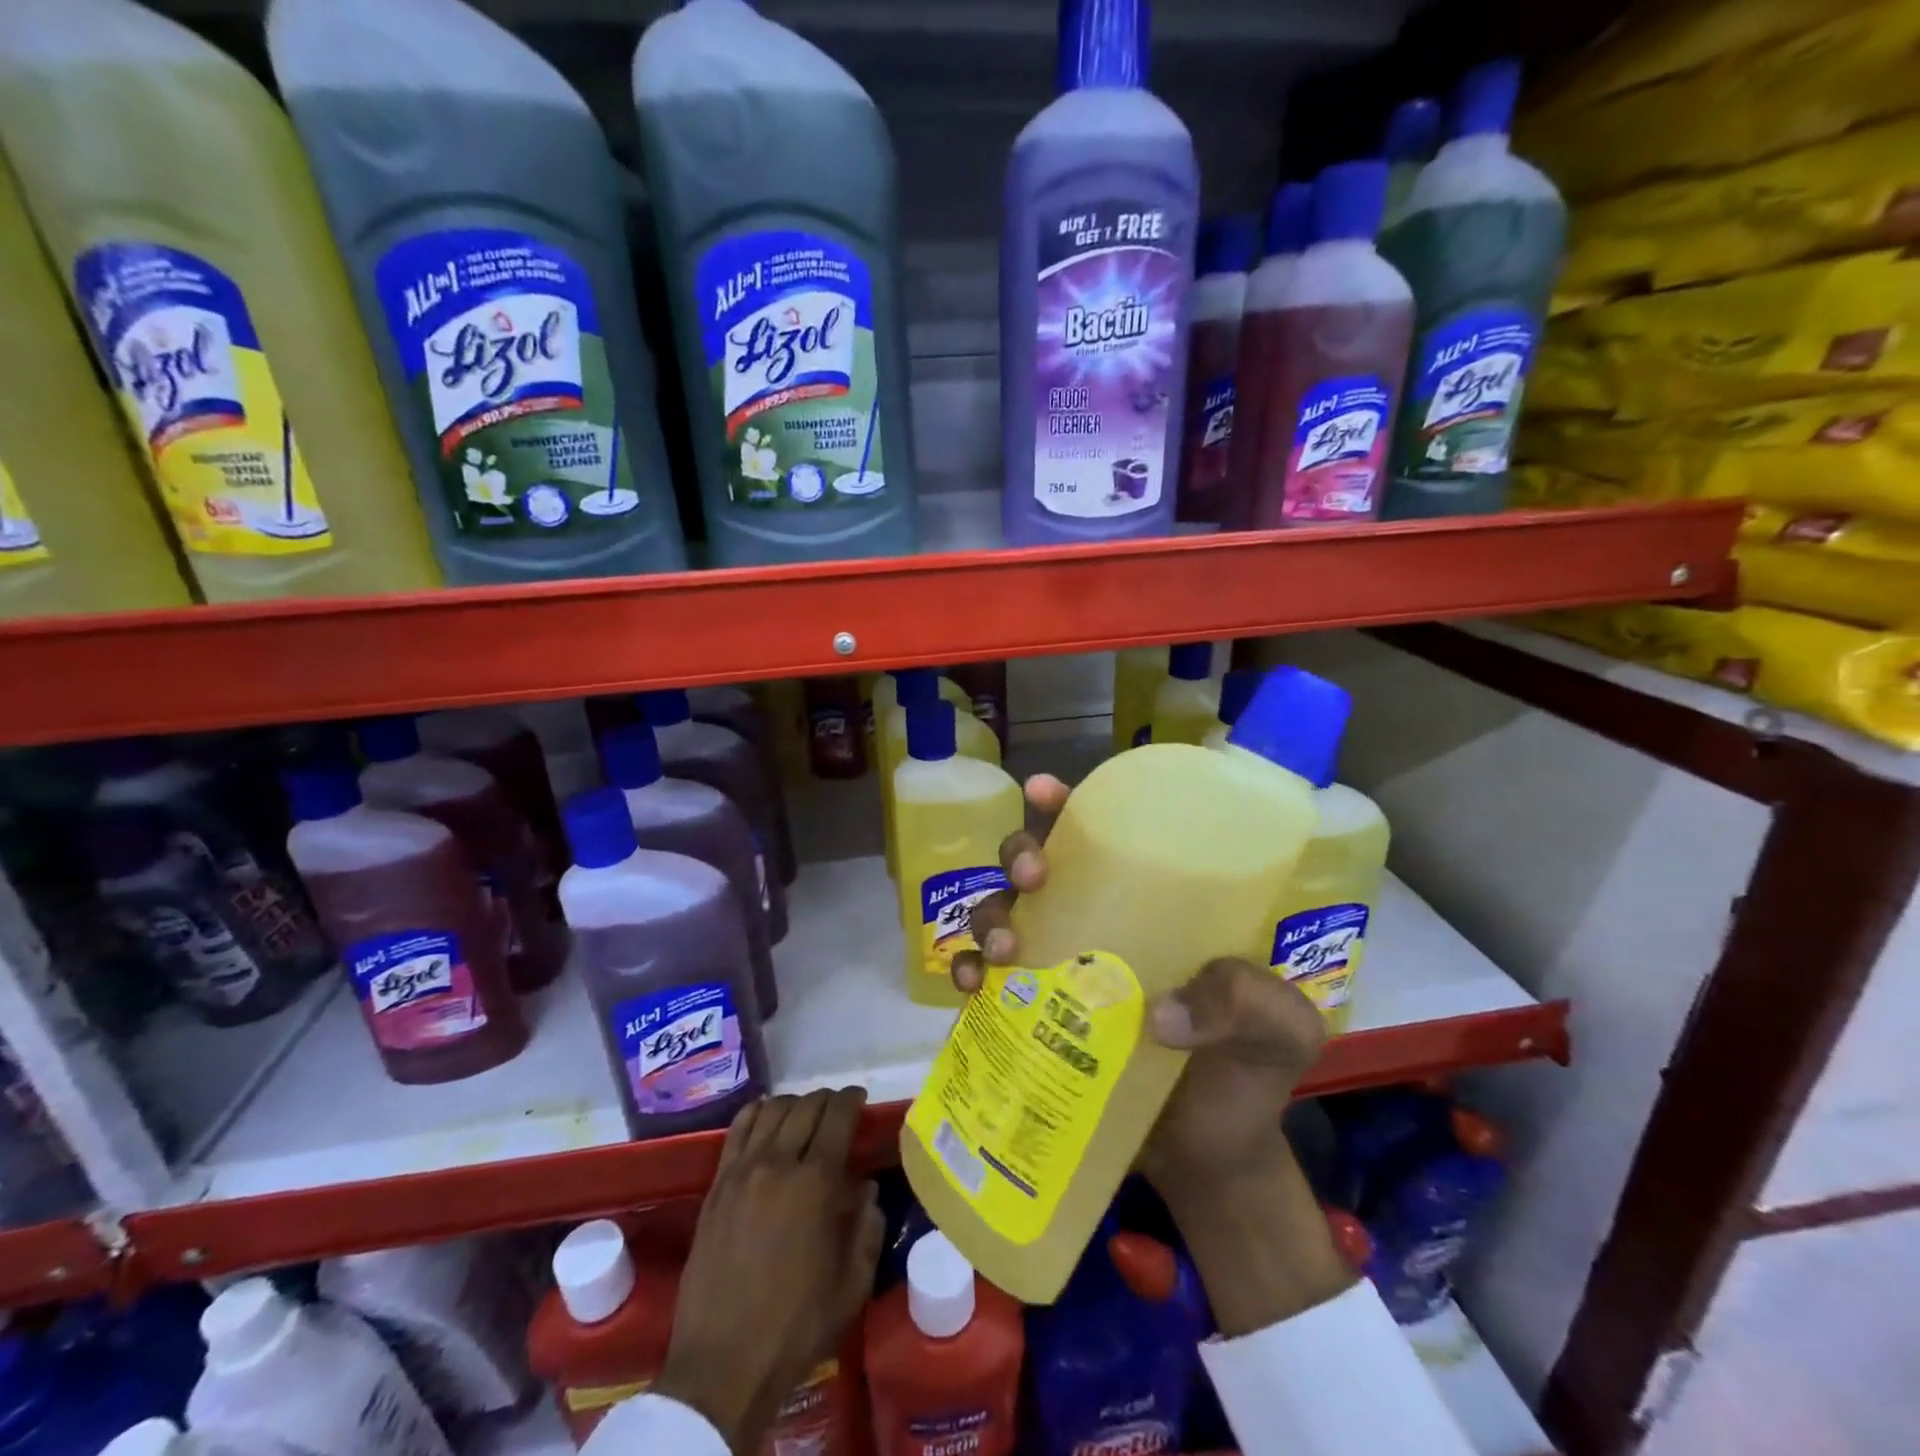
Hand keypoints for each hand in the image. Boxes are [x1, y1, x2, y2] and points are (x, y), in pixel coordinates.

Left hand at [654, 1090, 884, 1453]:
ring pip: (772, 1110)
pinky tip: (765, 1117)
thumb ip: (868, 1228)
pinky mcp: (716, 1186)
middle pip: (806, 1107)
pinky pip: (737, 1129)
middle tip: (837, 1109)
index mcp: (817, 1182)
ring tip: (804, 1114)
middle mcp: (779, 1162)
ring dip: (794, 1103)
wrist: (722, 1365)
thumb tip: (866, 1188)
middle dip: (827, 1099)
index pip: (838, 1116)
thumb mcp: (852, 1285)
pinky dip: (756, 1112)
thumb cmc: (796, 1326)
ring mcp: (742, 1171)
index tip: (860, 1099)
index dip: (852, 1100)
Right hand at [955, 775, 1327, 1189]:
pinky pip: (986, 983)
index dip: (1067, 807)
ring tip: (1002, 951)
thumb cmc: (1250, 1075)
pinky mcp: (1032, 1018)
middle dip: (1021, 854)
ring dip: (989, 916)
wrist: (1213, 1160)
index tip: (1043, 794)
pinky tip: (970, 989)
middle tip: (1033, 879)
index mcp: (1153, 906)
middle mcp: (1097, 924)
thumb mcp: (1280, 1027)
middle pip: (1039, 865)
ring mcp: (1060, 970)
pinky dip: (968, 975)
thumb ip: (1247, 1002)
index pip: (1107, 838)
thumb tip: (1161, 1015)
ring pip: (1003, 914)